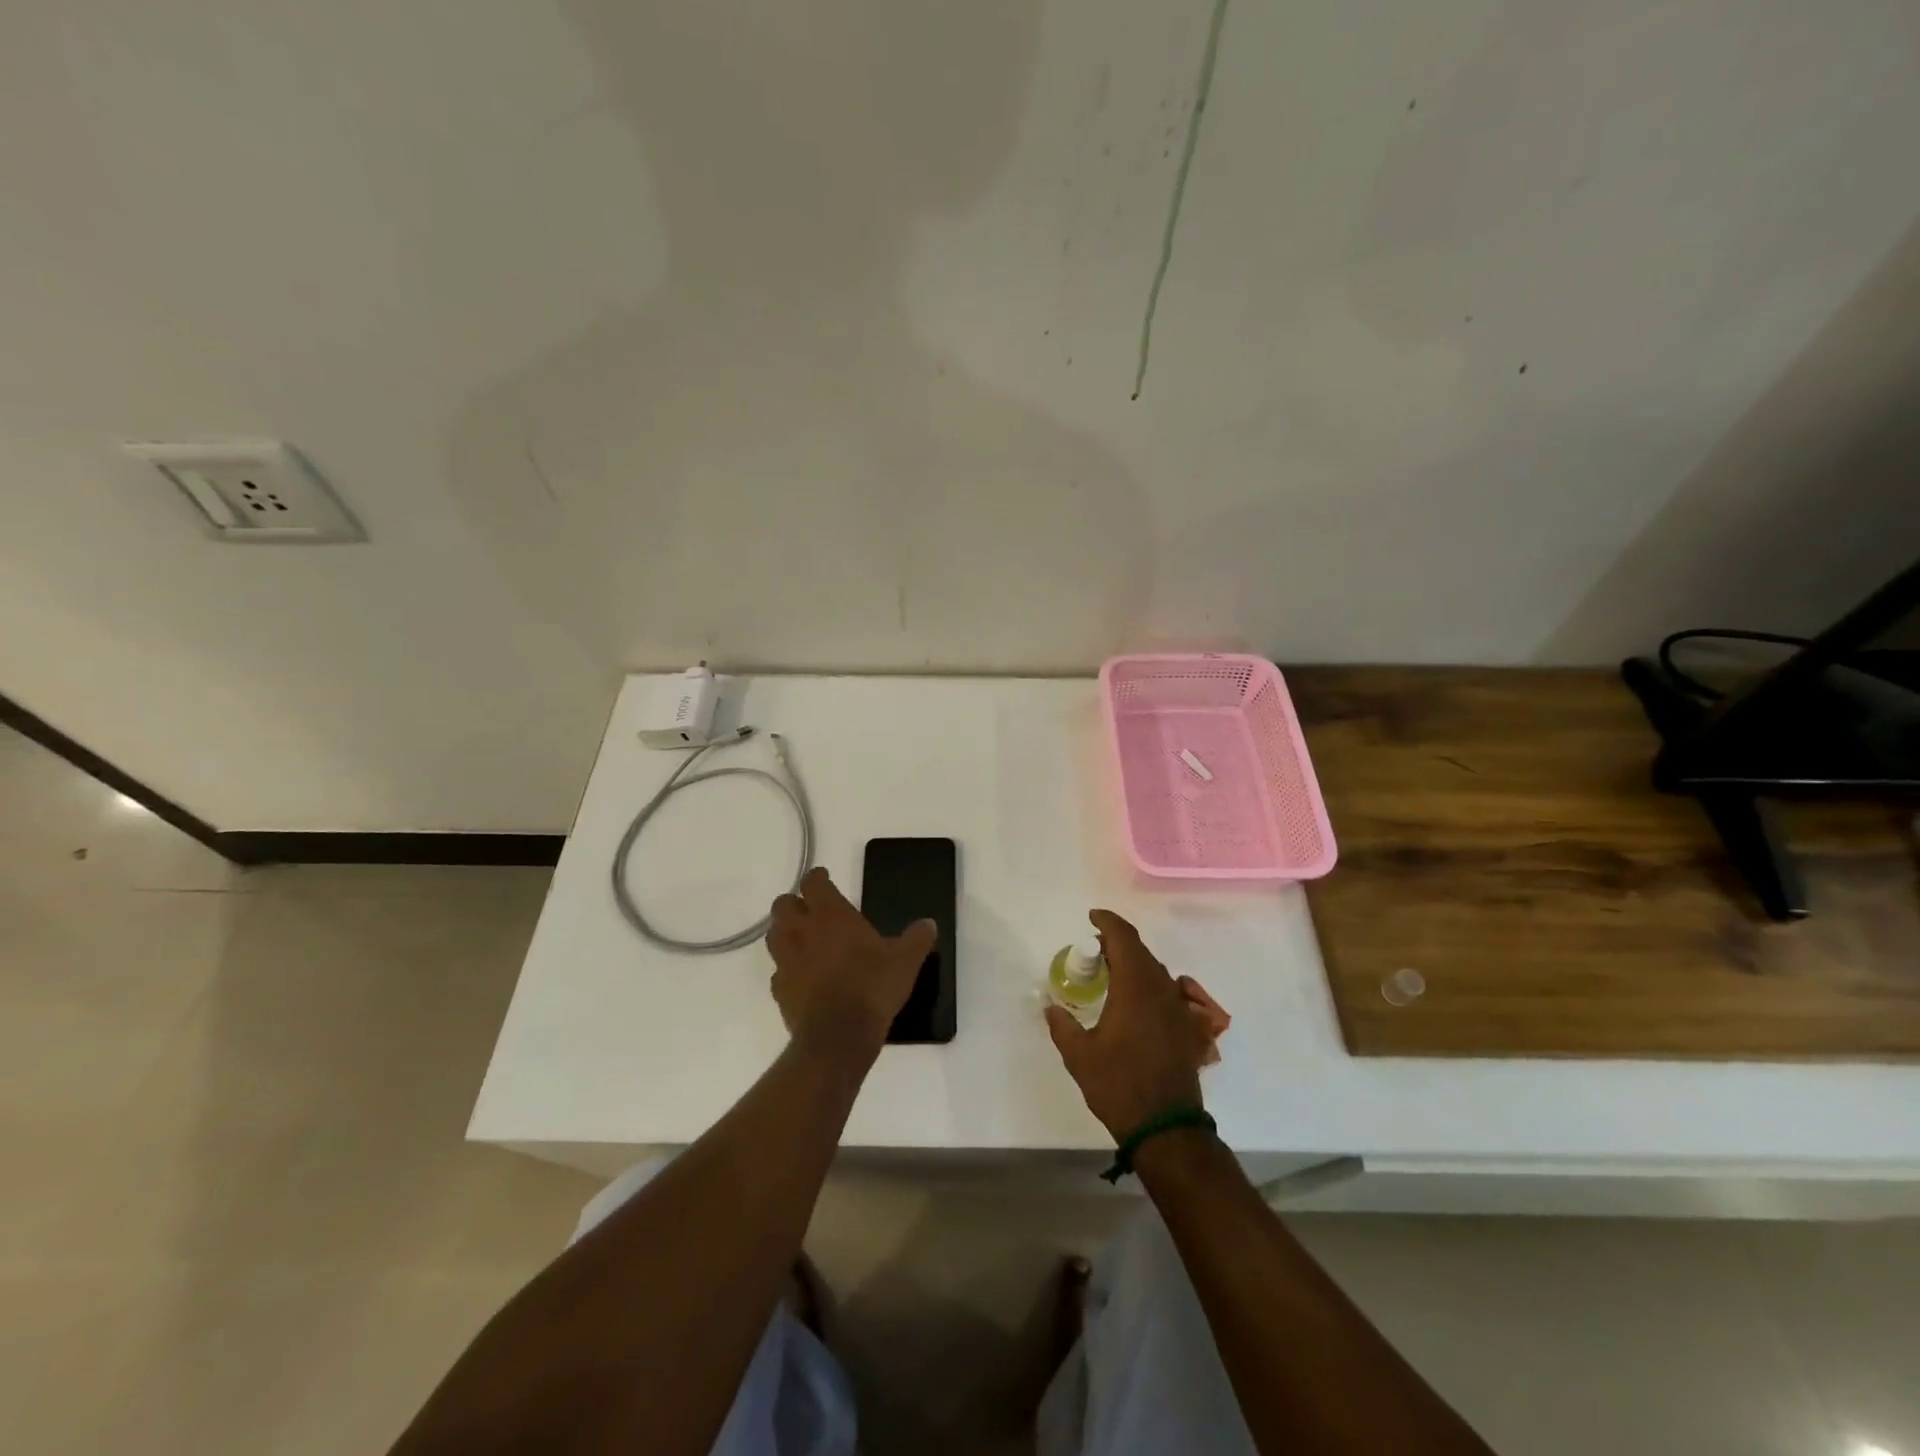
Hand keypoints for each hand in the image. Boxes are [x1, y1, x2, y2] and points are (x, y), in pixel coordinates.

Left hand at [767, 866, 936, 1062]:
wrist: (839, 1037)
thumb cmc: (872, 988)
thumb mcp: (905, 961)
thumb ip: (917, 939)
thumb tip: (929, 923)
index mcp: (831, 915)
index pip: (813, 882)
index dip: (817, 878)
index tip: (824, 878)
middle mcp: (802, 931)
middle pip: (783, 904)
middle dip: (794, 903)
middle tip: (811, 910)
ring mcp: (786, 960)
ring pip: (774, 935)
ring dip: (785, 932)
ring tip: (803, 940)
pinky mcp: (779, 989)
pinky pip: (778, 971)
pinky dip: (787, 969)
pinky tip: (803, 977)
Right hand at [1045, 910, 1207, 1138]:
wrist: (1167, 1128)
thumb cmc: (1119, 1086)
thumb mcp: (1079, 1056)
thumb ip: (1062, 1026)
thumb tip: (1051, 1007)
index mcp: (1135, 988)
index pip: (1124, 939)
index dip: (1108, 922)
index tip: (1092, 917)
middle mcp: (1160, 990)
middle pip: (1141, 951)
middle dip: (1118, 941)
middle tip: (1094, 947)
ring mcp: (1177, 1009)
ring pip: (1155, 970)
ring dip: (1133, 962)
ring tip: (1109, 969)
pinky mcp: (1185, 1028)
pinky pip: (1164, 990)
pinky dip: (1146, 982)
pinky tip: (1132, 1000)